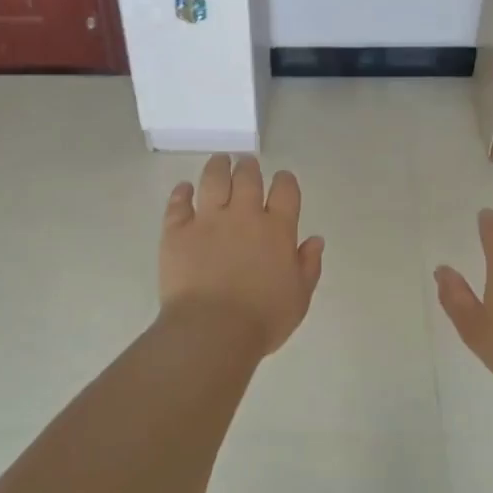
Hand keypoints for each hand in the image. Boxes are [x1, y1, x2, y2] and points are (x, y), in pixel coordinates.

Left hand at [160, 154, 324, 357]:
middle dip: (249, 167)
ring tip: (220, 161)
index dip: (285, 181)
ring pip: (213, 180)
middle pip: (248, 177)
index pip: (285, 190)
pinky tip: (184, 189)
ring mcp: (208, 220)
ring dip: (218, 167)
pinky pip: (178, 203)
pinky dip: (182, 192)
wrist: (212, 331)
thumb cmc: (262, 319)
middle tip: (247, 165)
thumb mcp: (299, 297)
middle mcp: (244, 216)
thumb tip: (315, 240)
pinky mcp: (177, 231)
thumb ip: (308, 265)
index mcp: (277, 230)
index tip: (282, 180)